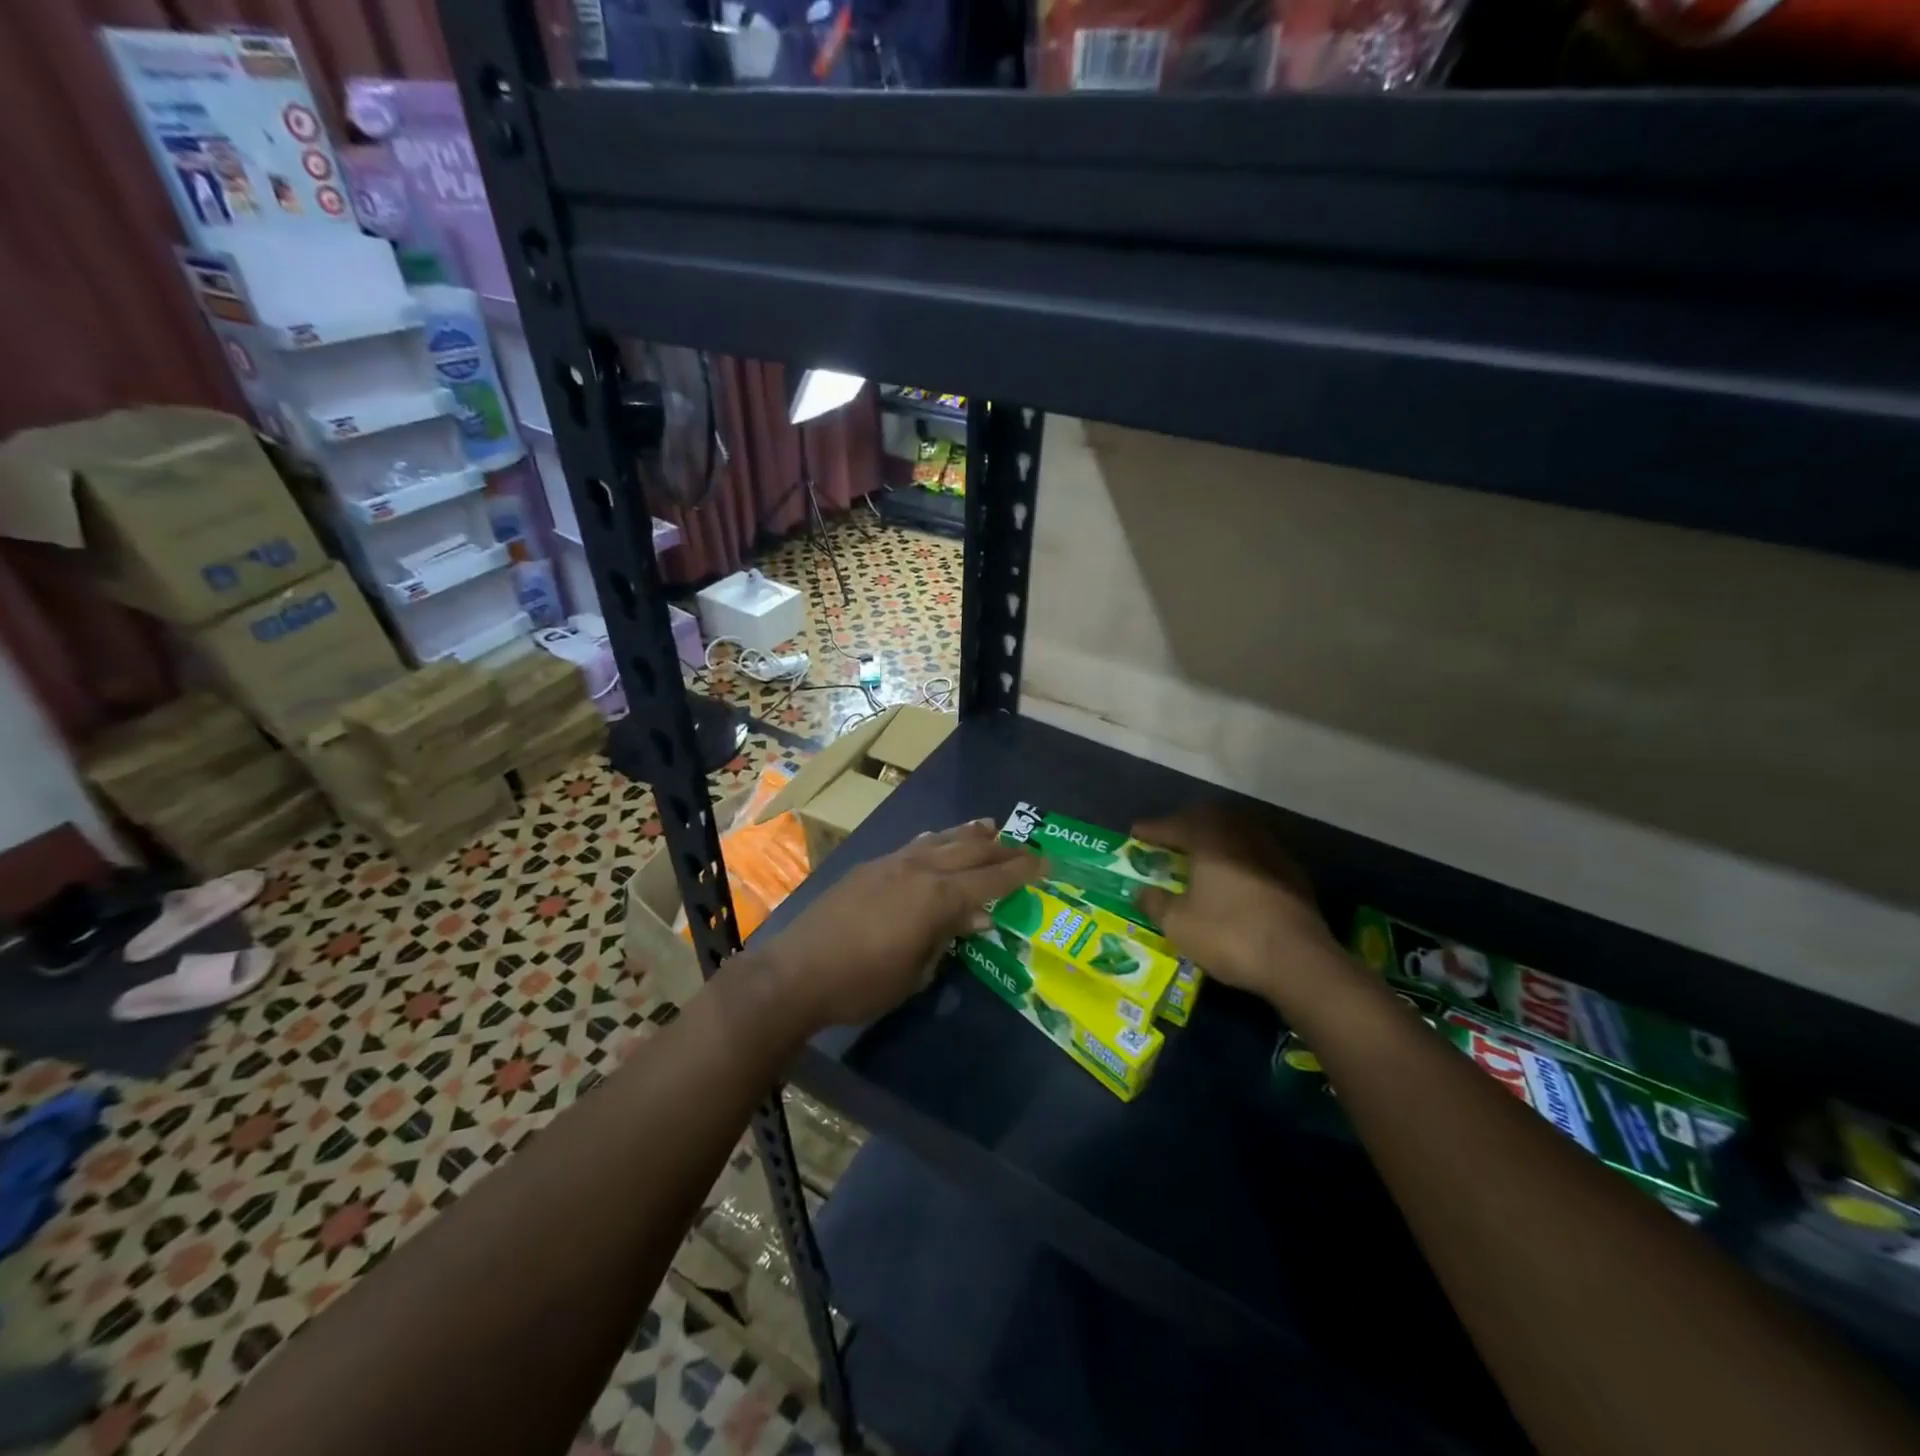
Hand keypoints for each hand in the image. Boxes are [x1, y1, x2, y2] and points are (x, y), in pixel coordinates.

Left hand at [759, 820, 1042, 1031]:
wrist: (797, 972)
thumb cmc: (863, 983)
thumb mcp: (917, 971)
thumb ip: (947, 937)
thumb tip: (973, 918)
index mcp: (938, 897)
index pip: (990, 880)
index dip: (1020, 872)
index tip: (1045, 863)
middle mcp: (920, 870)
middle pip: (970, 852)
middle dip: (1001, 850)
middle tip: (1027, 846)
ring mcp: (892, 863)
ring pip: (941, 840)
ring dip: (968, 834)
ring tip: (990, 827)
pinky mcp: (870, 867)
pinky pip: (914, 845)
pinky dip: (935, 840)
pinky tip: (938, 839)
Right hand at [1132, 806, 1351, 1012]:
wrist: (1299, 961)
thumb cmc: (1229, 935)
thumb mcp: (1178, 924)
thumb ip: (1155, 903)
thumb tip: (1142, 891)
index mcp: (1210, 839)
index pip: (1174, 825)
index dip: (1152, 829)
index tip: (1135, 833)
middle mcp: (1241, 835)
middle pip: (1209, 819)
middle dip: (1186, 826)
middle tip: (1169, 839)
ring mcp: (1272, 852)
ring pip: (1236, 833)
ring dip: (1215, 840)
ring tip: (1200, 856)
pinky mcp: (1293, 874)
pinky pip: (1256, 853)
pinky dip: (1238, 858)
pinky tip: (1234, 878)